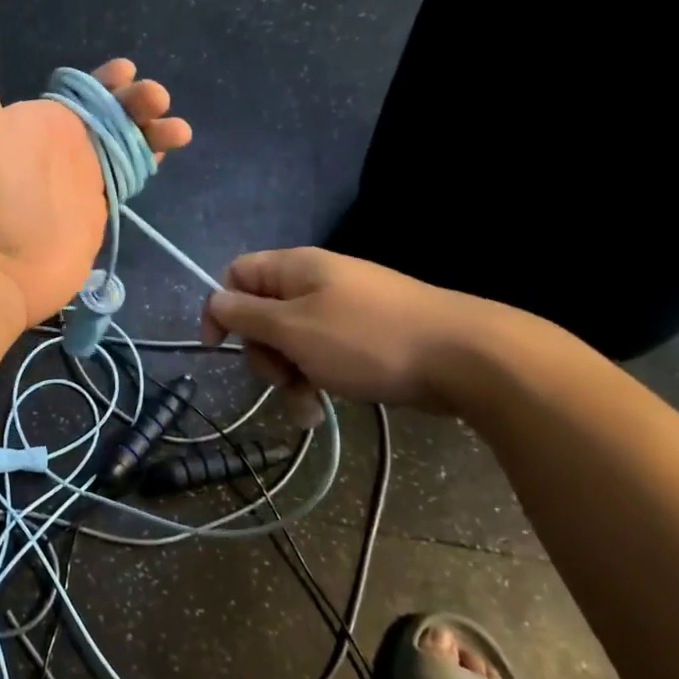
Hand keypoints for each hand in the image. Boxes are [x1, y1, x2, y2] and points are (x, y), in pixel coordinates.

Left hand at [0, 0, 191, 325]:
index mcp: (43, 117)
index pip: (84, 88)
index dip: (109, 77)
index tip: (127, 71)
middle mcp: (67, 143)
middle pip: (116, 111)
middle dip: (139, 100)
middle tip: (153, 101)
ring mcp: (86, 176)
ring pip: (131, 140)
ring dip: (155, 128)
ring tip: (175, 128)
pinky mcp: (102, 207)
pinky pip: (134, 173)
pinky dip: (154, 159)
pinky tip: (170, 150)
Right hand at [200, 247, 493, 414]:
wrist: (464, 358)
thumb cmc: (367, 339)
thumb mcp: (294, 328)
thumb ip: (246, 315)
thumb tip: (215, 302)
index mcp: (296, 268)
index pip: (237, 275)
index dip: (222, 309)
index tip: (219, 348)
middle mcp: (316, 283)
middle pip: (264, 314)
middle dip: (264, 352)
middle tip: (281, 378)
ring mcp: (344, 311)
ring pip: (293, 341)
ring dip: (290, 376)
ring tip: (307, 409)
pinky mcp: (366, 338)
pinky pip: (324, 355)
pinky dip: (318, 380)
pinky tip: (324, 410)